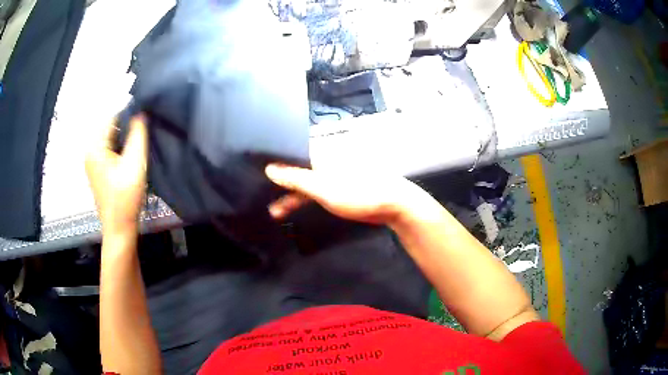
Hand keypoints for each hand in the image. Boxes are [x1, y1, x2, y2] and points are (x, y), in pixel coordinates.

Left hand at [85, 115, 147, 235]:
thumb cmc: (125, 197)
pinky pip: (109, 151)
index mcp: (94, 147)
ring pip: (111, 140)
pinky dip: (120, 150)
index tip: (145, 121)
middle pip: (110, 128)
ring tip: (139, 147)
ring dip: (125, 140)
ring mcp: (92, 162)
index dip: (129, 115)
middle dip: (127, 128)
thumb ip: (138, 134)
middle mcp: (90, 151)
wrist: (119, 228)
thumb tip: (140, 112)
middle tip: (144, 135)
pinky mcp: (97, 171)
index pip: (112, 117)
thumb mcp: (134, 162)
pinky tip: (130, 158)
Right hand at [265, 164, 424, 224]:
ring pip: (303, 182)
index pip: (289, 153)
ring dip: (289, 196)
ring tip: (274, 212)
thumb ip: (295, 178)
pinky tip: (291, 210)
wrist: (392, 205)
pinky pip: (314, 191)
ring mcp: (330, 174)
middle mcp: (323, 160)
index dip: (272, 161)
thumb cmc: (357, 192)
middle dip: (278, 182)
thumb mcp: (322, 187)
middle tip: (258, 193)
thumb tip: (269, 168)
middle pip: (294, 168)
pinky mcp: (337, 187)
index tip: (254, 170)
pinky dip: (303, 200)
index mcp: (319, 154)